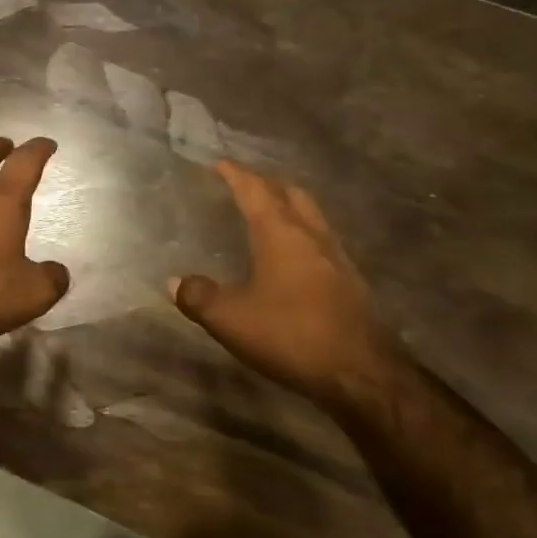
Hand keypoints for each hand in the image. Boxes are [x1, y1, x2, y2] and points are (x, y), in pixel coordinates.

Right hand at [170, 161, 392, 401]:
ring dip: (289, 206)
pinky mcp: (351, 281)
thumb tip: (174, 282)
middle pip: (290, 193)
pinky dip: (302, 234)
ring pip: (311, 215)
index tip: (219, 163)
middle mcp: (311, 236)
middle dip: (266, 183)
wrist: (362, 373)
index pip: (254, 190)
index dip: (235, 174)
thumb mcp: (232, 320)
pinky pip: (322, 241)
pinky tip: (294, 257)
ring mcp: (337, 257)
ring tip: (269, 214)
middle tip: (245, 184)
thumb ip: (199, 297)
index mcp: (280, 234)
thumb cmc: (291, 335)